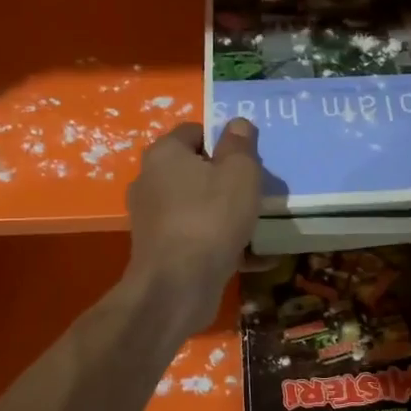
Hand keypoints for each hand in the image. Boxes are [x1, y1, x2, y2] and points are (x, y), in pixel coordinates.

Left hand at [126, 118, 261, 327]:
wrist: (177, 286)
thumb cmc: (211, 217)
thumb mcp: (239, 172)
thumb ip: (240, 144)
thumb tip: (237, 123)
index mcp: (165, 154)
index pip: (194, 131)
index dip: (224, 139)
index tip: (249, 158)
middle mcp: (151, 181)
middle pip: (196, 170)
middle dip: (227, 179)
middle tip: (257, 191)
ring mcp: (153, 219)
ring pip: (198, 206)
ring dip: (227, 213)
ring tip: (260, 225)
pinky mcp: (160, 250)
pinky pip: (198, 237)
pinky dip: (223, 243)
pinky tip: (255, 258)